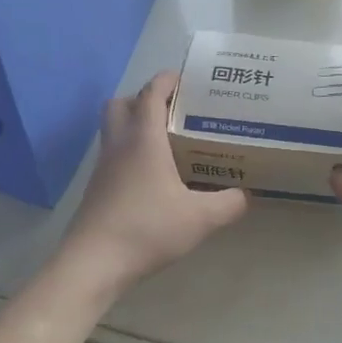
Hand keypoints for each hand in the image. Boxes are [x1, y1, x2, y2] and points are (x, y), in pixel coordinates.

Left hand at [60, 72, 249, 293]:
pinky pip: (112, 154)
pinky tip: (152, 175)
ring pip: (113, 128)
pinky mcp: (97, 187)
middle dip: (145, 98)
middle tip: (174, 111)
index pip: (151, 93)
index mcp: (144, 140)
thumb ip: (229, 203)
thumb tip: (247, 194)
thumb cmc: (147, 230)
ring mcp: (103, 166)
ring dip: (134, 124)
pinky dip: (129, 151)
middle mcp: (119, 144)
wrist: (94, 263)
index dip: (168, 80)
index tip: (187, 79)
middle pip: (122, 102)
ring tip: (167, 141)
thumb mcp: (201, 219)